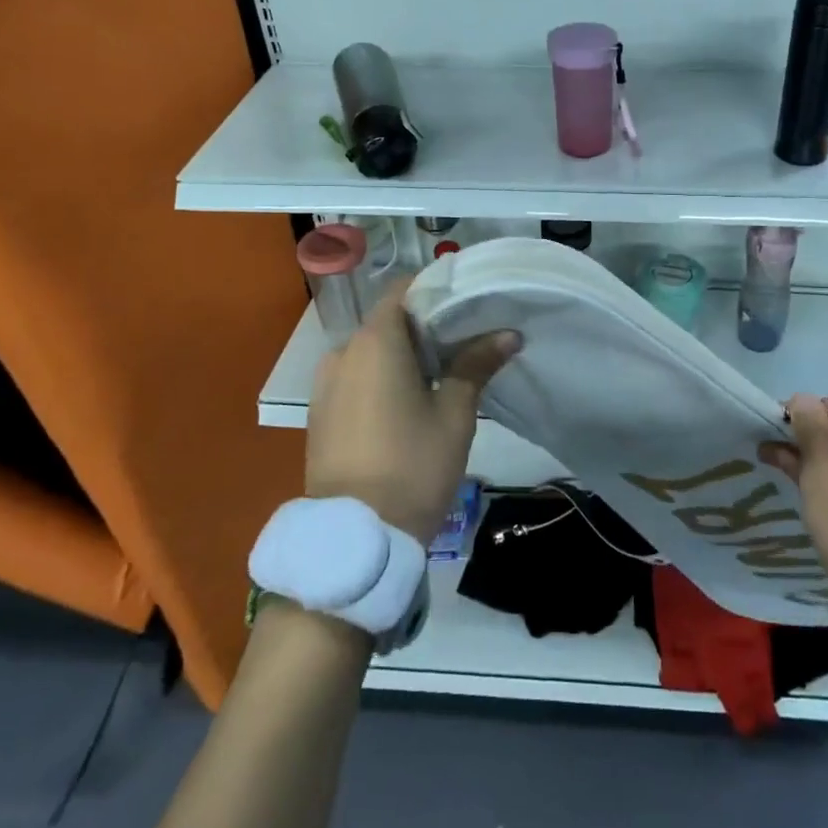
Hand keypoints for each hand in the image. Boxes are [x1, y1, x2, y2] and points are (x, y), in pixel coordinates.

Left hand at [305, 275, 519, 543]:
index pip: (404, 290)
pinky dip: (381, 377)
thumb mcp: (454, 414)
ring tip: (440, 376)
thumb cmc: (413, 466)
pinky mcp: (320, 412)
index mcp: (375, 342)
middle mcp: (342, 352)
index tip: (468, 305)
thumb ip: (475, 365)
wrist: (355, 537)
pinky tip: (407, 403)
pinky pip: (355, 377)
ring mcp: (325, 384)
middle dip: (425, 327)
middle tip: (465, 343)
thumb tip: (507, 334)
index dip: (436, 291)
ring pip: (370, 352)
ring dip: (402, 355)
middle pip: (388, 321)